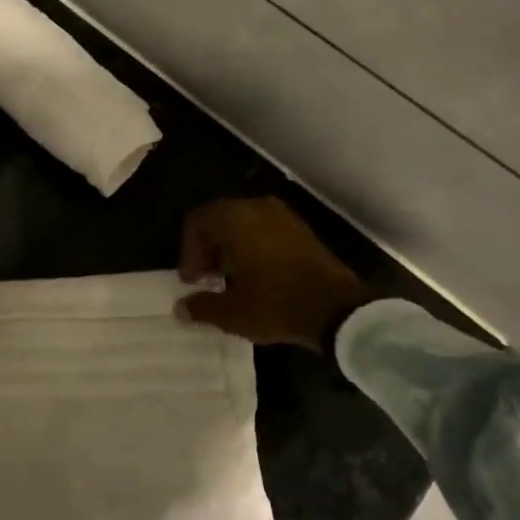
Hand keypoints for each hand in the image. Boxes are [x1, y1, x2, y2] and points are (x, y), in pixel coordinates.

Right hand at [177, 197, 375, 349]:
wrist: (338, 309)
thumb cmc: (276, 303)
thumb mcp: (231, 312)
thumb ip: (201, 307)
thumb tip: (181, 308)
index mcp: (235, 218)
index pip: (197, 222)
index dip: (188, 251)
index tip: (191, 281)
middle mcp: (257, 207)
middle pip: (219, 220)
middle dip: (208, 249)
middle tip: (206, 280)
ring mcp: (283, 217)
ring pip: (243, 225)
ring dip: (230, 249)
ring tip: (229, 281)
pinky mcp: (301, 231)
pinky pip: (264, 231)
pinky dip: (252, 248)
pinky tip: (256, 278)